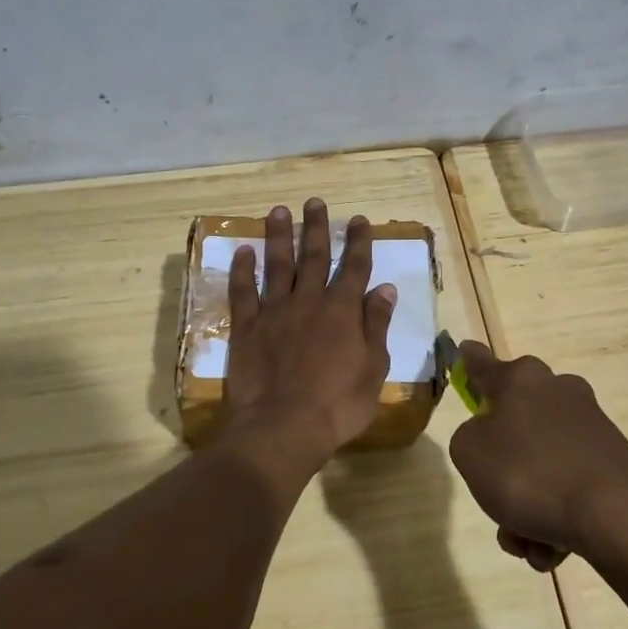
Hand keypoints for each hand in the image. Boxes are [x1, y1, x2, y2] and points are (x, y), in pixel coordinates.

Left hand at [221, 199, 398, 460]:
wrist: (283, 426)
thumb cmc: (338, 404)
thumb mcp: (373, 369)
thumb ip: (376, 325)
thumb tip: (385, 289)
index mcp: (343, 311)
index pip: (354, 267)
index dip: (358, 242)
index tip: (358, 220)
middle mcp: (309, 301)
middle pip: (314, 256)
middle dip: (317, 227)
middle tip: (315, 202)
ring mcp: (274, 311)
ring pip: (277, 265)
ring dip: (279, 236)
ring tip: (279, 211)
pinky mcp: (246, 327)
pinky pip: (243, 291)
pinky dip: (242, 270)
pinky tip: (242, 251)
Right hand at [447, 341, 627, 568]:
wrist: (615, 516)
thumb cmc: (528, 473)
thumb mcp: (469, 453)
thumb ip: (468, 438)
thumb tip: (490, 438)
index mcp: (521, 379)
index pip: (483, 364)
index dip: (470, 362)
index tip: (465, 352)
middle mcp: (558, 392)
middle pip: (514, 425)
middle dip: (501, 469)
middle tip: (494, 501)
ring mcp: (590, 427)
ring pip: (540, 465)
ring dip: (526, 505)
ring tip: (527, 542)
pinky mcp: (613, 462)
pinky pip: (568, 487)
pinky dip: (555, 516)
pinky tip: (553, 549)